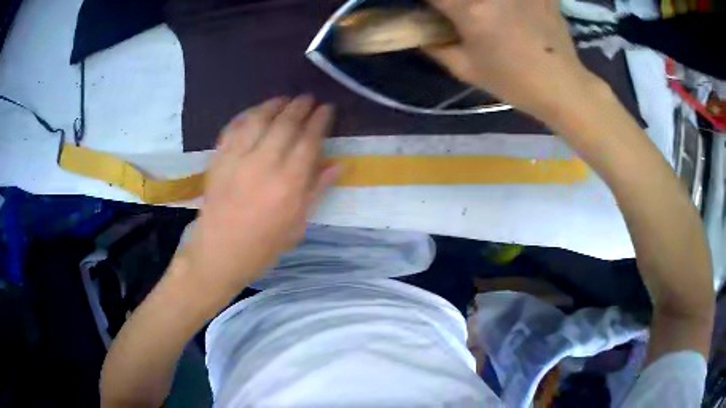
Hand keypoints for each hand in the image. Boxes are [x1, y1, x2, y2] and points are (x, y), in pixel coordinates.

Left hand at [176, 96, 339, 297]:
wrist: (219, 253)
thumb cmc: (263, 246)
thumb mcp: (297, 225)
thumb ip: (317, 191)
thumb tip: (339, 164)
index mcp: (288, 184)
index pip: (309, 141)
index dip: (320, 120)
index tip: (327, 108)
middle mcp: (264, 165)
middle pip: (285, 124)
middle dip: (300, 107)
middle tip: (309, 98)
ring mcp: (237, 159)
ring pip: (258, 120)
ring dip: (273, 105)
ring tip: (284, 99)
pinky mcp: (218, 160)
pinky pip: (233, 128)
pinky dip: (245, 116)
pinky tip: (254, 113)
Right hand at [426, 0, 603, 120]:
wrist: (561, 86)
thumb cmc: (513, 82)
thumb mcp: (466, 69)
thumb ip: (435, 47)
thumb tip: (419, 32)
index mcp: (470, 10)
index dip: (429, 2)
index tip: (432, 10)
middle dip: (455, 3)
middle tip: (459, 14)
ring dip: (482, 5)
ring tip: (489, 14)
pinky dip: (513, 3)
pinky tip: (514, 11)